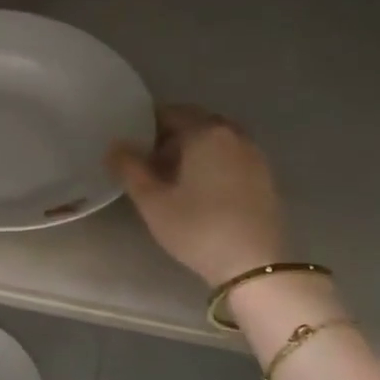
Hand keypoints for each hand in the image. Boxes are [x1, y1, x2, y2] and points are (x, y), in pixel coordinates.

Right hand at [108, 105, 287, 285]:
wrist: (253, 265)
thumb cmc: (197, 228)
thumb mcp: (152, 201)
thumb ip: (130, 168)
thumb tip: (115, 145)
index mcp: (205, 133)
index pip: (171, 113)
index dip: (146, 125)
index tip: (131, 145)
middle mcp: (233, 135)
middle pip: (196, 124)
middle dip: (170, 137)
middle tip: (148, 162)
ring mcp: (253, 156)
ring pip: (215, 141)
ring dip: (192, 151)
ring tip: (172, 178)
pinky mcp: (264, 177)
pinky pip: (230, 157)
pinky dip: (212, 163)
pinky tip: (199, 190)